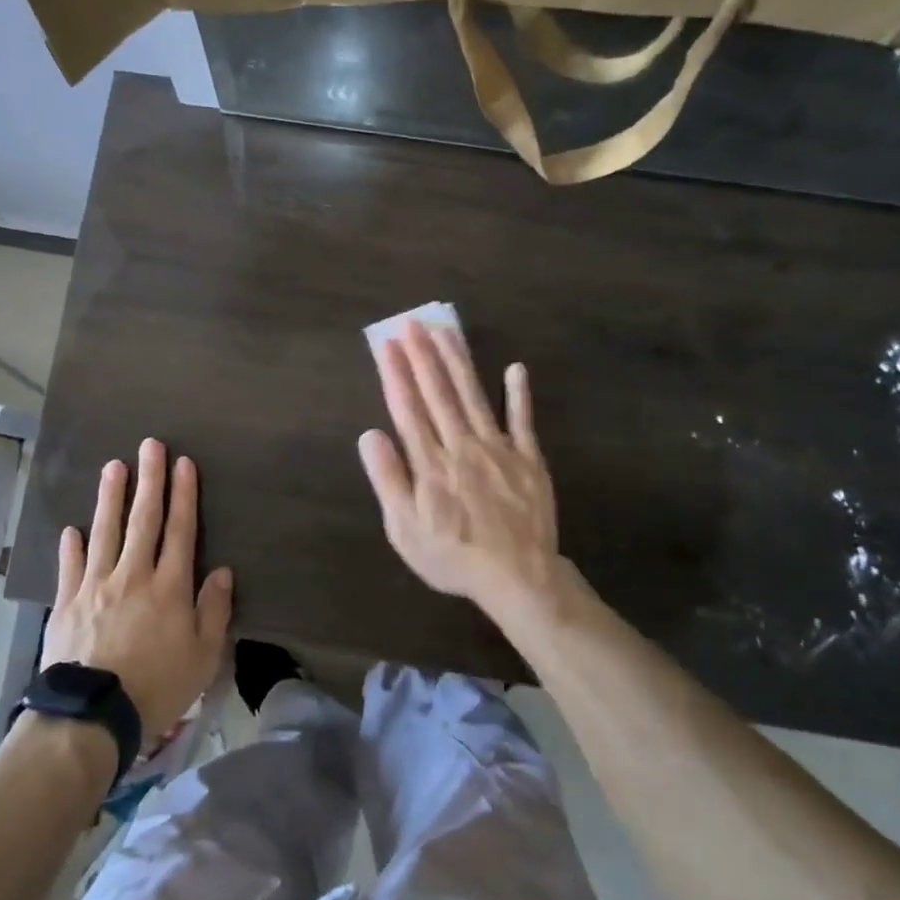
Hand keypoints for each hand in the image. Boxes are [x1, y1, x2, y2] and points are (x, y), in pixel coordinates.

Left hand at [41, 438, 233, 737]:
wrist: (92, 715)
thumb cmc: (157, 687)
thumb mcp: (203, 657)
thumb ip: (214, 611)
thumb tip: (223, 571)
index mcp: (170, 587)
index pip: (181, 530)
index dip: (184, 494)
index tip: (183, 463)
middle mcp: (133, 575)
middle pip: (143, 519)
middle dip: (149, 480)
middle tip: (149, 445)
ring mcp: (95, 586)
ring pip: (105, 531)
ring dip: (111, 497)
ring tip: (113, 466)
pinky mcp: (67, 603)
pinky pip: (70, 567)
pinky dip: (72, 546)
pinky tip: (73, 528)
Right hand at [359, 323, 559, 617]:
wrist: (517, 576)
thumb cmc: (453, 556)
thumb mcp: (405, 529)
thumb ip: (389, 479)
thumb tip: (370, 434)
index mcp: (430, 463)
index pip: (408, 408)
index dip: (396, 374)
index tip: (386, 344)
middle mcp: (462, 446)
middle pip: (439, 393)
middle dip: (423, 356)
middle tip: (413, 323)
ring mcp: (499, 449)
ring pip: (474, 396)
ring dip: (458, 362)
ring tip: (446, 331)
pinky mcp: (528, 459)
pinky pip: (522, 421)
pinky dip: (519, 394)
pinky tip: (515, 368)